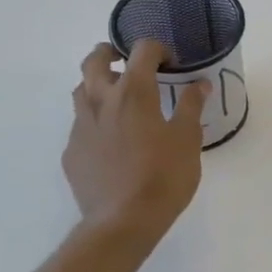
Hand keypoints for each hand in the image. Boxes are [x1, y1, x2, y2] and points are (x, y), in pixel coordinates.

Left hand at [64, 42, 206, 240]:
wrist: (123, 221)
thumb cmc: (163, 177)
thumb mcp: (188, 140)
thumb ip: (191, 107)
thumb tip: (200, 84)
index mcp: (133, 93)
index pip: (142, 51)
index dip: (158, 50)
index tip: (171, 64)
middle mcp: (100, 101)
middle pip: (94, 60)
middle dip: (110, 53)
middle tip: (126, 61)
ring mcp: (80, 127)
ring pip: (81, 90)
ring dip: (97, 84)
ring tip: (118, 99)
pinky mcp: (71, 152)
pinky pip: (81, 125)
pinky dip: (95, 121)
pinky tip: (111, 141)